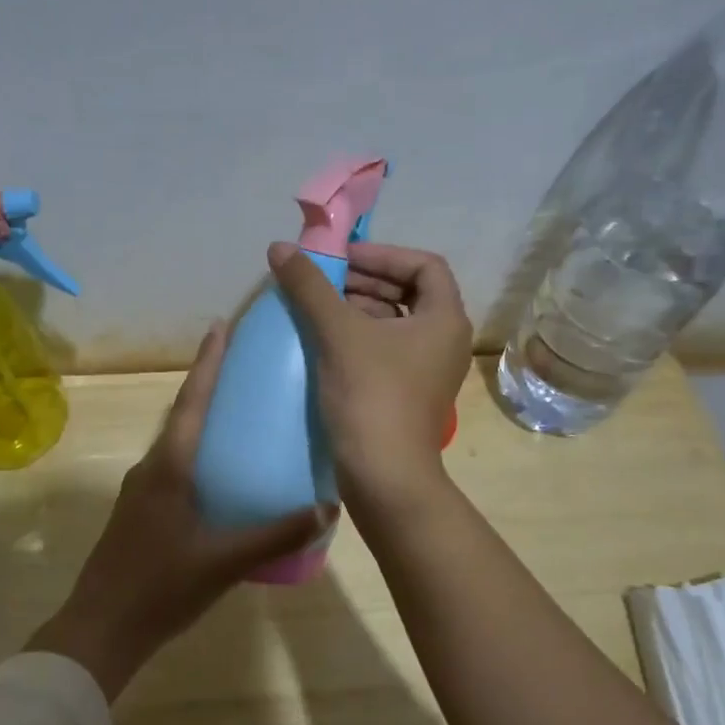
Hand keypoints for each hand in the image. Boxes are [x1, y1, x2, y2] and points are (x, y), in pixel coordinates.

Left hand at [30, 321, 334, 699]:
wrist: (101, 628)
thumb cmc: (160, 587)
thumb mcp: (223, 562)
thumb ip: (274, 535)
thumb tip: (326, 507)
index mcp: (168, 468)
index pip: (191, 403)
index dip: (207, 364)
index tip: (220, 327)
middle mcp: (151, 469)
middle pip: (183, 416)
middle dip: (209, 388)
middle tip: (245, 370)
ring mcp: (141, 491)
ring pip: (177, 445)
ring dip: (202, 424)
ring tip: (241, 419)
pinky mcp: (139, 513)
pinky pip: (173, 470)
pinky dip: (197, 457)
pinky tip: (222, 478)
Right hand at [268, 240, 472, 512]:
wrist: (384, 477)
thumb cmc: (371, 397)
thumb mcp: (338, 334)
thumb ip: (310, 287)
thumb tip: (280, 247)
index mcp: (444, 319)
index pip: (423, 265)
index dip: (382, 254)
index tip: (342, 258)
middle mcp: (444, 341)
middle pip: (408, 293)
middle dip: (364, 281)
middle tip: (322, 280)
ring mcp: (427, 372)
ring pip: (393, 324)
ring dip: (357, 309)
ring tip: (316, 308)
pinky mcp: (407, 395)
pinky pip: (384, 351)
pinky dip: (357, 339)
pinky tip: (323, 343)